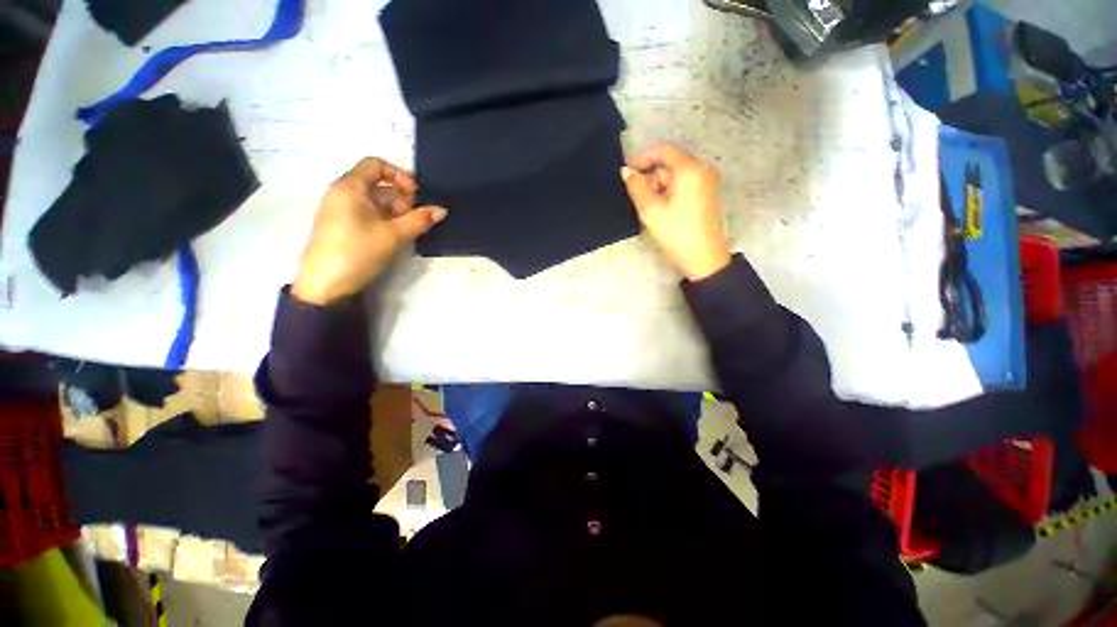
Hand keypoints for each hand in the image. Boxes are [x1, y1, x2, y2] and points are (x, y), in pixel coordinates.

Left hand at [292, 158, 446, 305]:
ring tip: (409, 230)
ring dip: (396, 212)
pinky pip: (368, 214)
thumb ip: (419, 220)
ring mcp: (341, 210)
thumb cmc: (358, 252)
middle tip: (416, 218)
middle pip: (378, 184)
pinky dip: (386, 220)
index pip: (376, 164)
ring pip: (375, 201)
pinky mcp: (343, 226)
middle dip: (402, 198)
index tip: (416, 196)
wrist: (325, 285)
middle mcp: (343, 193)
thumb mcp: (394, 235)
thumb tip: (442, 210)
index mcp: (350, 187)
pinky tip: (396, 236)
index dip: (400, 176)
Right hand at [621, 144, 730, 281]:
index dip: (643, 158)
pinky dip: (670, 194)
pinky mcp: (707, 195)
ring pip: (676, 177)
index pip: (664, 151)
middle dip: (652, 178)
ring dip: (659, 189)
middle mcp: (702, 170)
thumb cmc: (677, 234)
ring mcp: (707, 183)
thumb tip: (626, 171)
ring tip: (651, 211)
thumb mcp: (651, 211)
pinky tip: (663, 212)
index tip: (628, 172)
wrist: (704, 259)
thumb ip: (636, 187)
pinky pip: (684, 186)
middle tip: (639, 200)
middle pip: (670, 164)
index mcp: (690, 170)